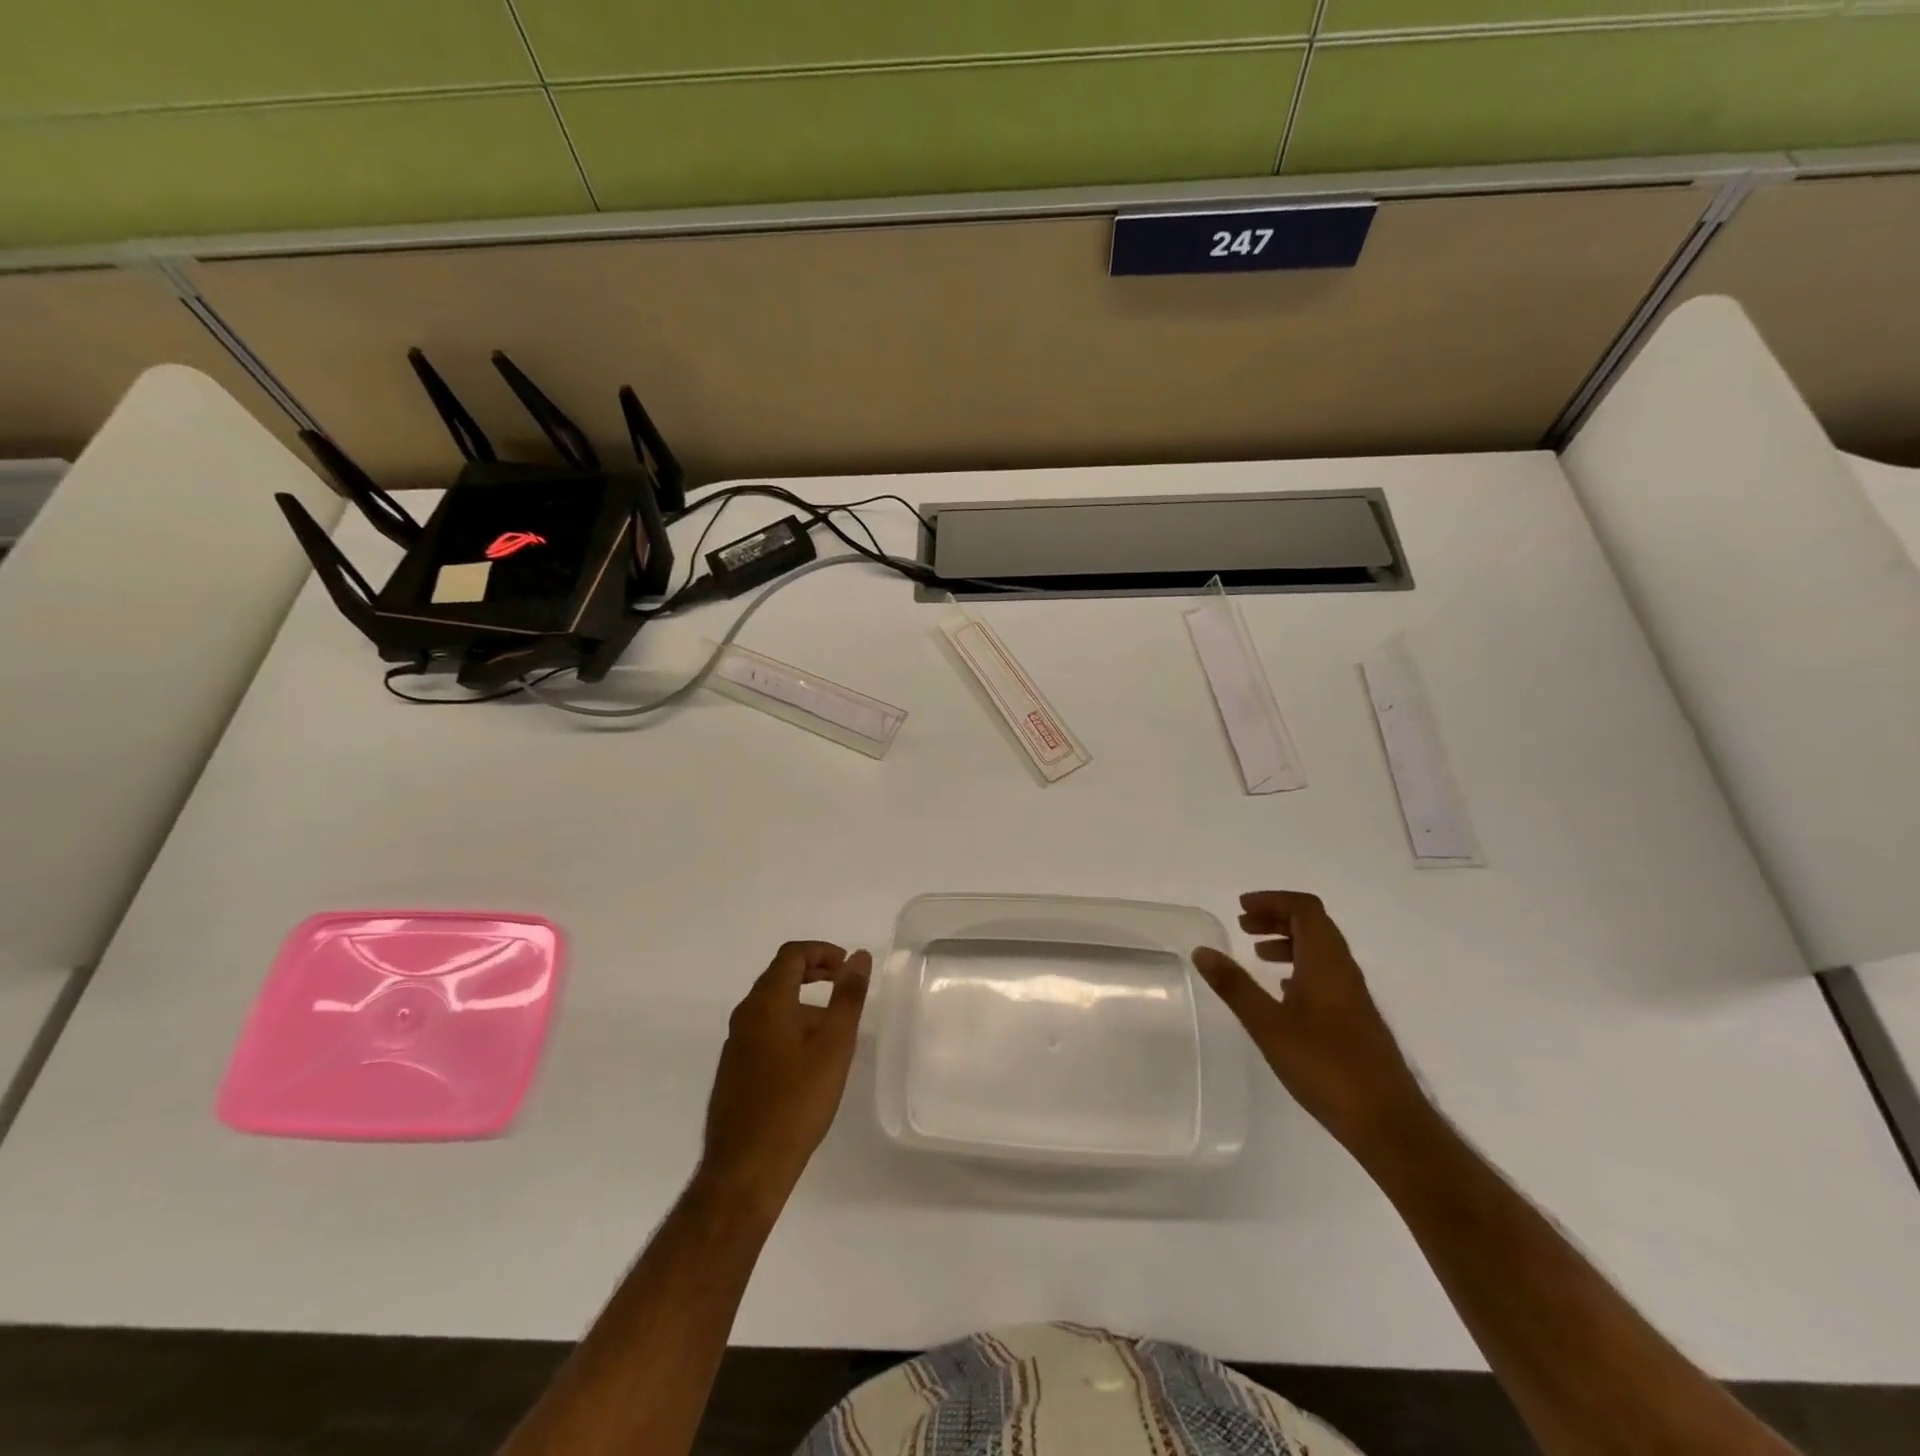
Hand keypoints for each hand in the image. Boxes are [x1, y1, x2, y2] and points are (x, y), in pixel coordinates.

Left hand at [699, 941, 870, 1218]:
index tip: (848, 964)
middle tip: (844, 982)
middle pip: (778, 976)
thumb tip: (859, 957)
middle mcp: (744, 1016)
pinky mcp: (734, 1070)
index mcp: (766, 1003)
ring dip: (802, 1001)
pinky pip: (763, 1030)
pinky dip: (789, 1024)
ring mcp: (735, 1044)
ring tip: (834, 1024)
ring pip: (771, 1005)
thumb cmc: (796, 1102)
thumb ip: (848, 997)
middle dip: (813, 971)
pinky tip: (809, 1058)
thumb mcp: (834, 1045)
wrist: (746, 1169)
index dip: (822, 951)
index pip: (791, 955)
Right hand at [1193, 891, 1427, 1152]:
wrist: (1388, 1123)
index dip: (1273, 900)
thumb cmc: (1326, 1067)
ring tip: (1257, 953)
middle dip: (1277, 917)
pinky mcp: (1355, 1020)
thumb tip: (1202, 951)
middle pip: (1314, 925)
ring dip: (1288, 942)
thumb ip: (1235, 986)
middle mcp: (1344, 971)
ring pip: (1320, 951)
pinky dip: (1300, 967)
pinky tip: (1282, 991)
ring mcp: (1353, 996)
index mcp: (1326, 963)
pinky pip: (1325, 975)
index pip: (1305, 909)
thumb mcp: (1268, 1025)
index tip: (1241, 908)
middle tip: (1243, 925)